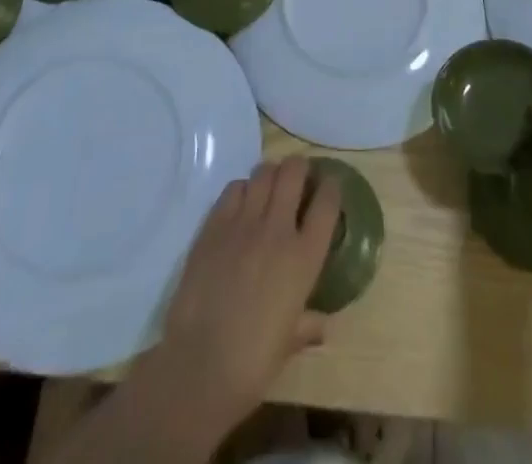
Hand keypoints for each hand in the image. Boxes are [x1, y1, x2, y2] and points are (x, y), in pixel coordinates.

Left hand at [148, 157, 339, 434]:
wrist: (200, 364)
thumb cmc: (253, 361)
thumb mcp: (290, 343)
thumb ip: (308, 324)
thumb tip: (320, 324)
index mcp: (304, 257)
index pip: (327, 203)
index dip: (331, 188)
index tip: (330, 186)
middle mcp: (277, 229)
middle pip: (294, 172)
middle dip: (300, 168)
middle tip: (299, 178)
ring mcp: (244, 222)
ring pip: (263, 173)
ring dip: (271, 174)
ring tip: (270, 186)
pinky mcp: (215, 224)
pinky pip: (234, 188)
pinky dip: (242, 189)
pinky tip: (241, 204)